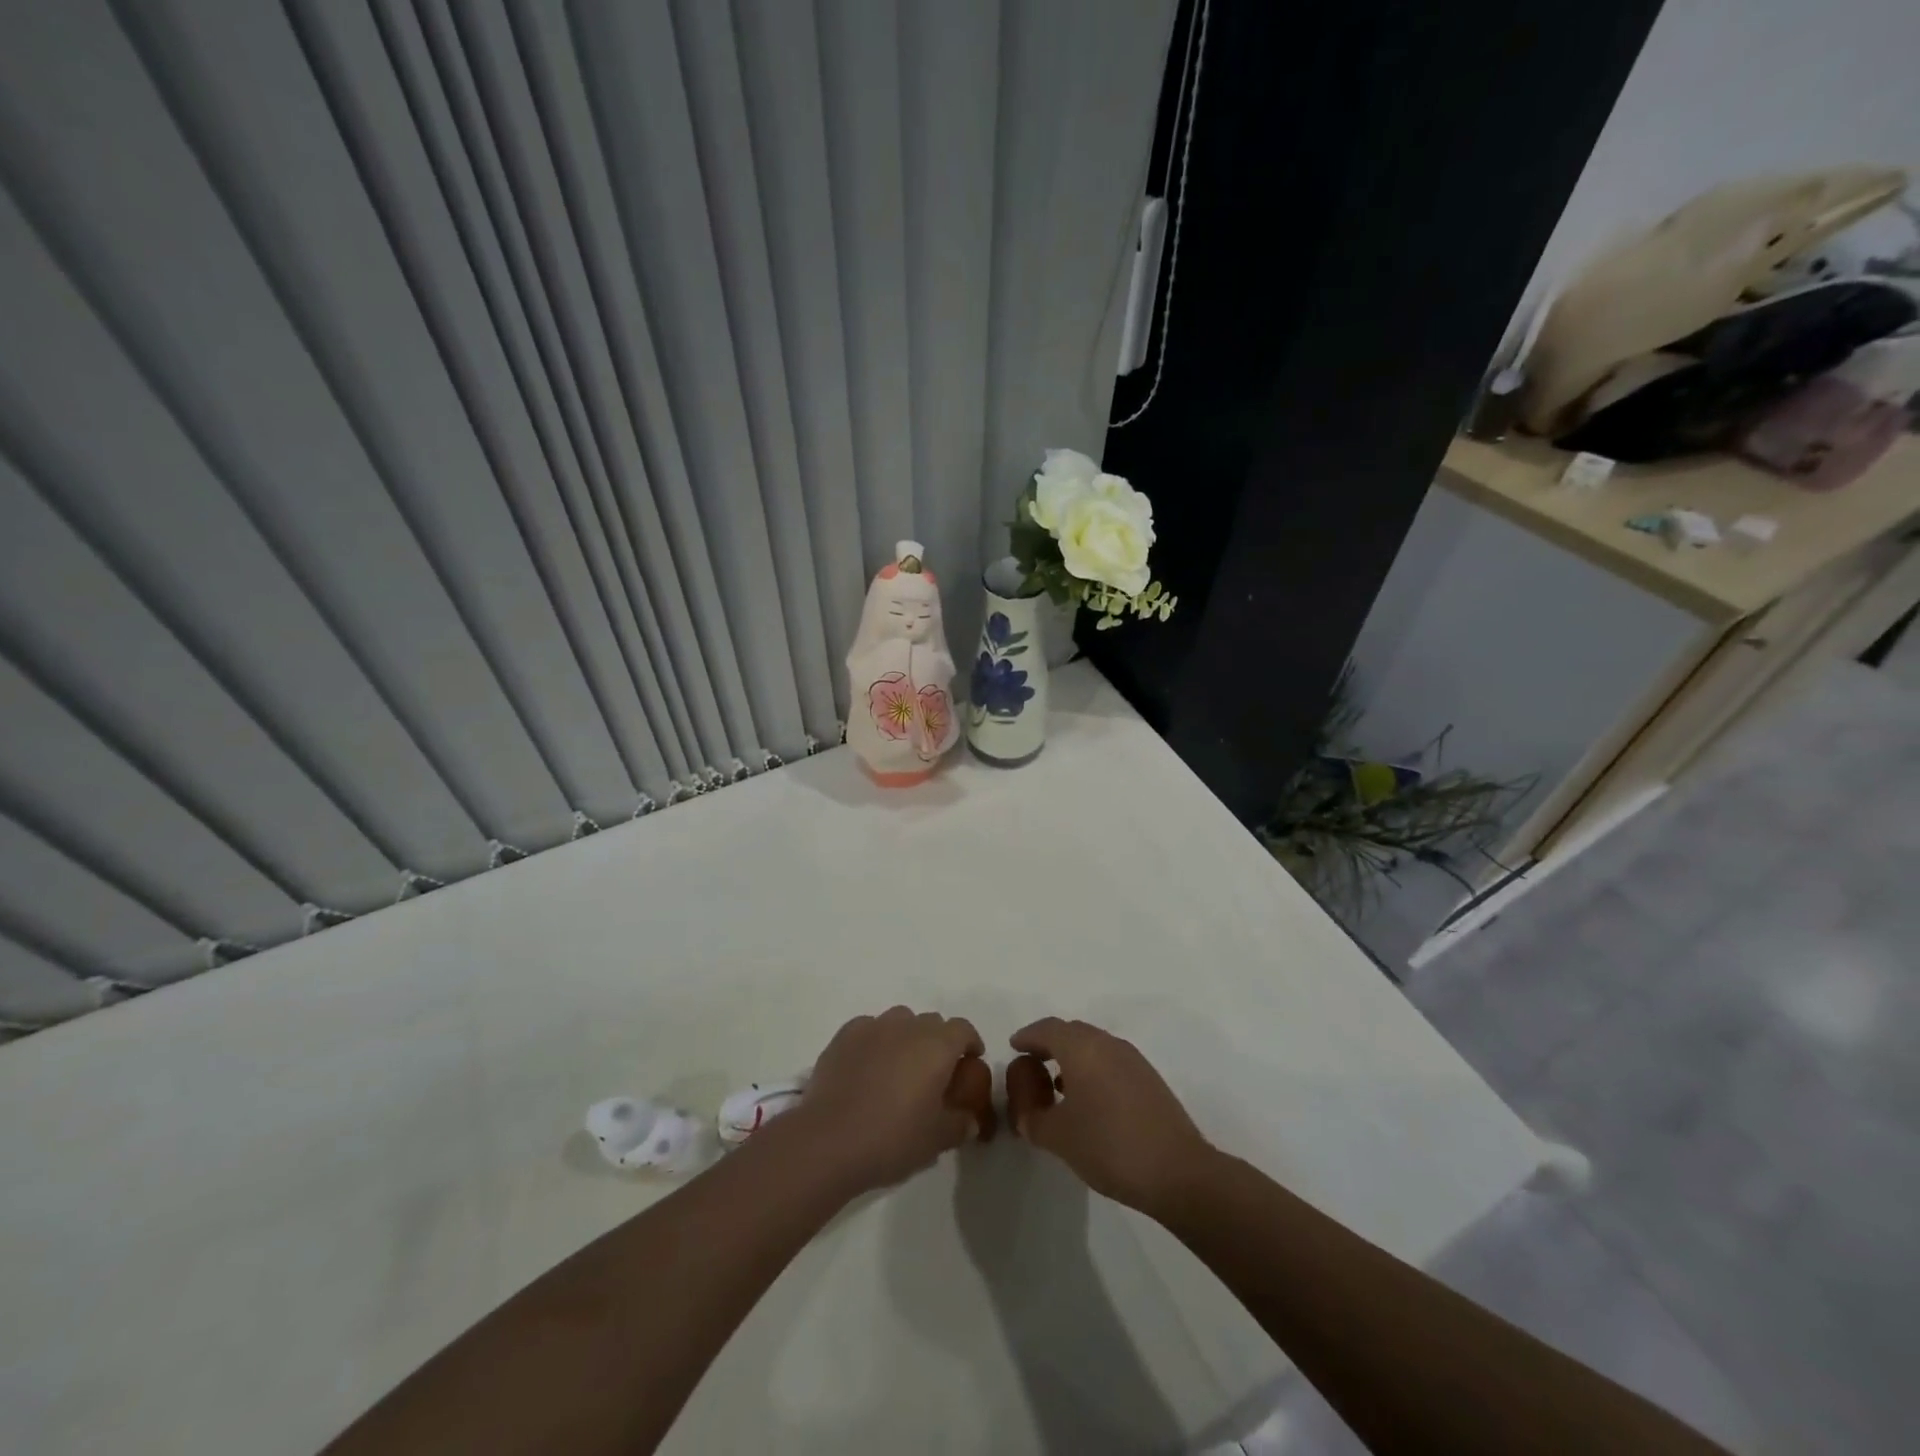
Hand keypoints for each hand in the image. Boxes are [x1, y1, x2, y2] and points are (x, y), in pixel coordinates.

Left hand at [782, 1006, 992, 1197]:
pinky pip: (869, 1029)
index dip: (970, 1043)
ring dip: (907, 1037)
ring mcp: (873, 1027)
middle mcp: (907, 1026)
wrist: (829, 1141)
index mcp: (936, 1046)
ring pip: (900, 1020)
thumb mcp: (936, 1140)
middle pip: (932, 1022)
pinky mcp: (844, 1035)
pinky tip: (869, 1066)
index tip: (970, 1061)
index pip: (963, 1029)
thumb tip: (970, 1120)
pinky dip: (876, 1041)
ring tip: (900, 1067)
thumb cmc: (892, 1139)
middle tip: (934, 1072)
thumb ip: (959, 1125)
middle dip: (938, 1041)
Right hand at [1005, 1017, 1214, 1219]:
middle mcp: (1107, 1044)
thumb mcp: (1058, 1137)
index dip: (1028, 1036)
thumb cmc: (1109, 1146)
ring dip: (1072, 1057)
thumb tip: (1024, 1112)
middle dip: (1049, 1044)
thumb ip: (1032, 1119)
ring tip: (1056, 1085)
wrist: (1178, 1172)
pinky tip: (1088, 1099)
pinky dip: (1092, 1069)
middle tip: (1031, 1064)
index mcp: (1082, 1048)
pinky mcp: (1148, 1079)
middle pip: (1072, 1032)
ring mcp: (1132, 1059)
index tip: (1014, 1047)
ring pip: (1093, 1046)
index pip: (1048, 1029)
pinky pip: (1110, 1061)